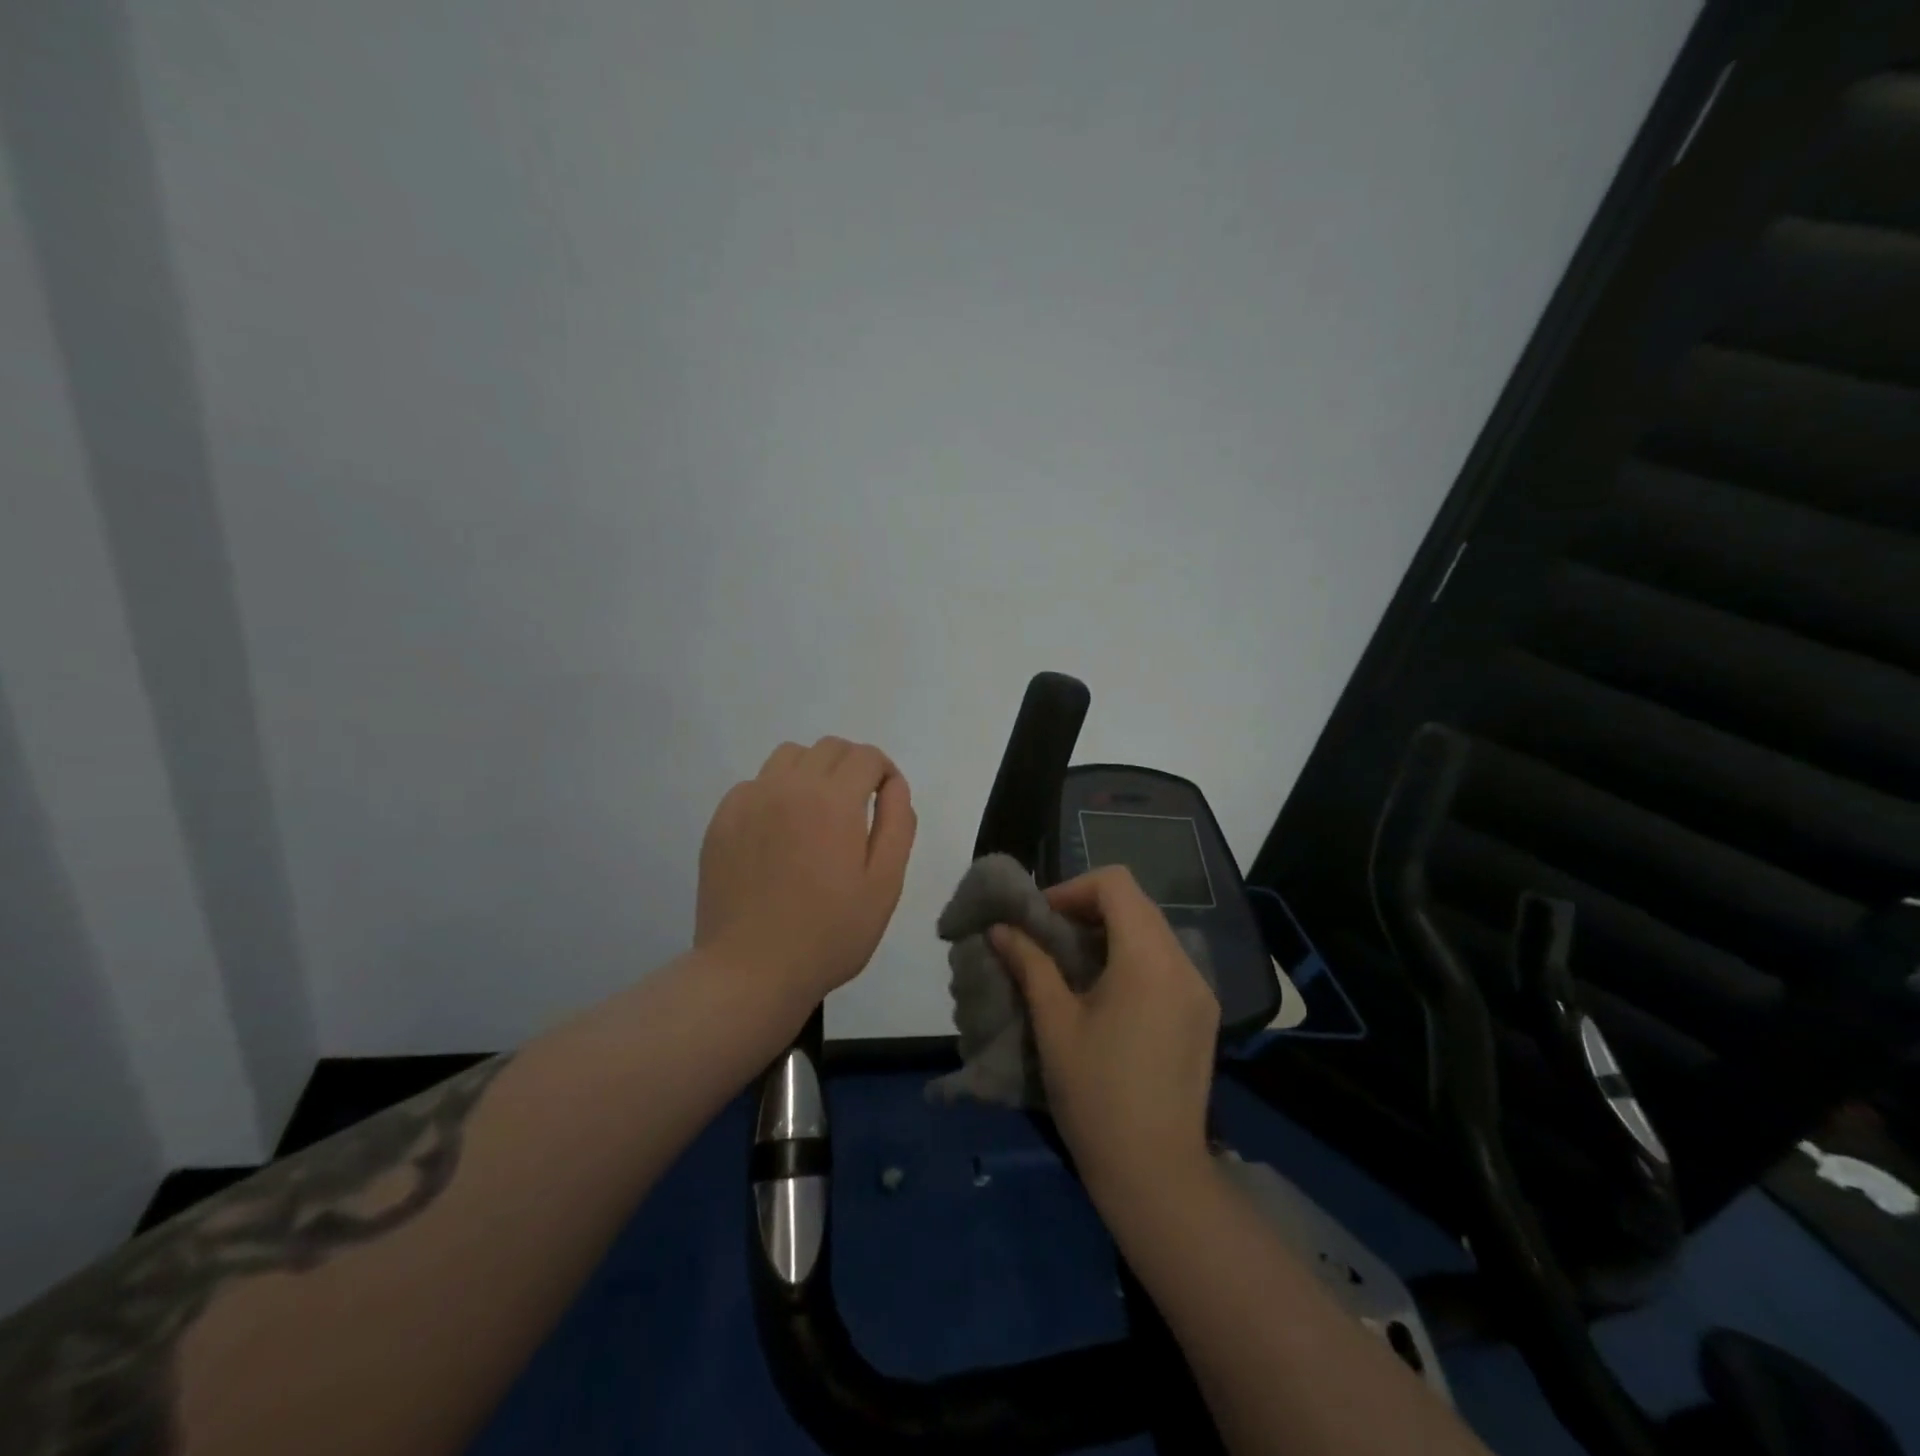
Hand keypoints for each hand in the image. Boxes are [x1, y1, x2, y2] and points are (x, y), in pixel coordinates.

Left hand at [696, 737, 916, 1013]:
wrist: (751, 971)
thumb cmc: (829, 934)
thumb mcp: (885, 885)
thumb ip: (898, 824)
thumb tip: (895, 784)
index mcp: (833, 801)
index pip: (866, 756)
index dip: (884, 772)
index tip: (886, 801)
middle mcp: (788, 787)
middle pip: (829, 748)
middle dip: (853, 766)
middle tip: (858, 808)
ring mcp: (749, 801)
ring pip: (789, 756)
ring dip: (813, 771)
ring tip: (817, 814)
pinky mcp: (722, 820)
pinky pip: (756, 783)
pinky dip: (777, 792)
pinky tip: (779, 834)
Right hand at [992, 867, 1218, 1201]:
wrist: (1155, 1174)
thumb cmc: (1096, 1094)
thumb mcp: (1054, 1023)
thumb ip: (1030, 964)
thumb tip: (1000, 929)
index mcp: (1148, 958)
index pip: (1116, 884)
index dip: (1073, 889)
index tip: (1041, 918)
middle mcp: (1183, 963)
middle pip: (1137, 904)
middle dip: (1088, 909)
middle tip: (1050, 937)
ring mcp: (1200, 990)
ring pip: (1153, 931)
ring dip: (1111, 932)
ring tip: (1072, 964)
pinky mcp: (1203, 1014)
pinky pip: (1167, 962)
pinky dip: (1133, 957)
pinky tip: (1107, 993)